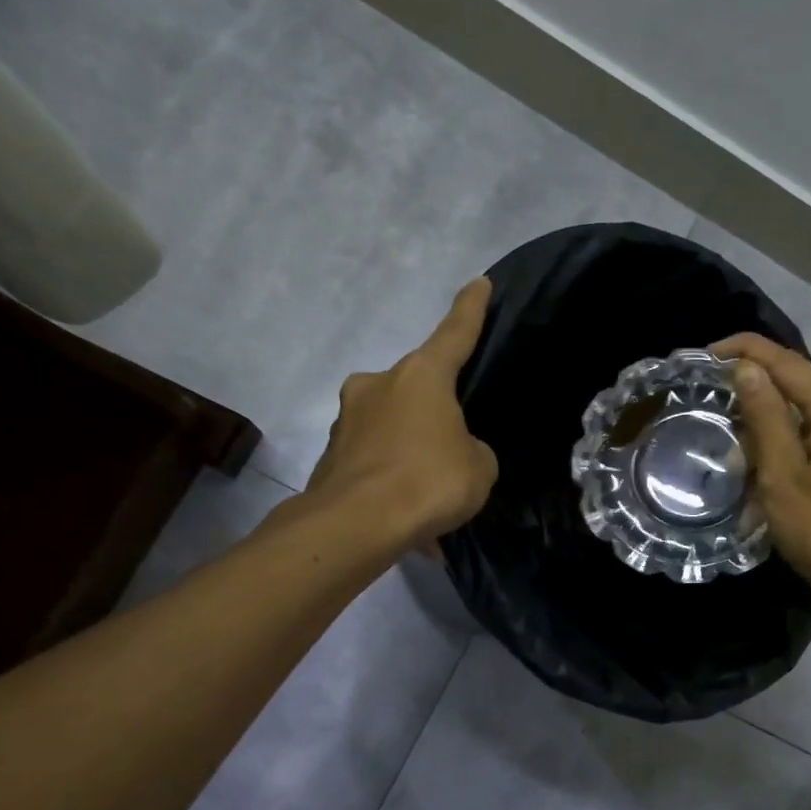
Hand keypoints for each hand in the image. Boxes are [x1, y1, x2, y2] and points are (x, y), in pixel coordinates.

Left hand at [300, 278, 498, 546]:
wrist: (355, 526)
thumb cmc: (428, 481)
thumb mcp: (479, 467)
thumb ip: (473, 449)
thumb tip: (454, 451)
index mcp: (421, 376)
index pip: (454, 333)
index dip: (471, 309)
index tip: (479, 283)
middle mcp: (379, 385)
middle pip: (417, 386)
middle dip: (436, 408)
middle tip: (456, 439)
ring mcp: (348, 419)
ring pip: (393, 426)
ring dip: (413, 449)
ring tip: (433, 491)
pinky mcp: (331, 455)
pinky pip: (376, 461)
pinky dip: (394, 480)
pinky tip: (410, 517)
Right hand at [714, 332, 810, 612]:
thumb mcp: (782, 474)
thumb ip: (765, 417)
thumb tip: (748, 369)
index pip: (787, 362)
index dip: (744, 351)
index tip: (704, 355)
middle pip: (800, 385)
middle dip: (755, 385)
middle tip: (711, 397)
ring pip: (808, 417)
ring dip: (768, 420)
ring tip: (730, 435)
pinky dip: (787, 445)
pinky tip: (764, 465)